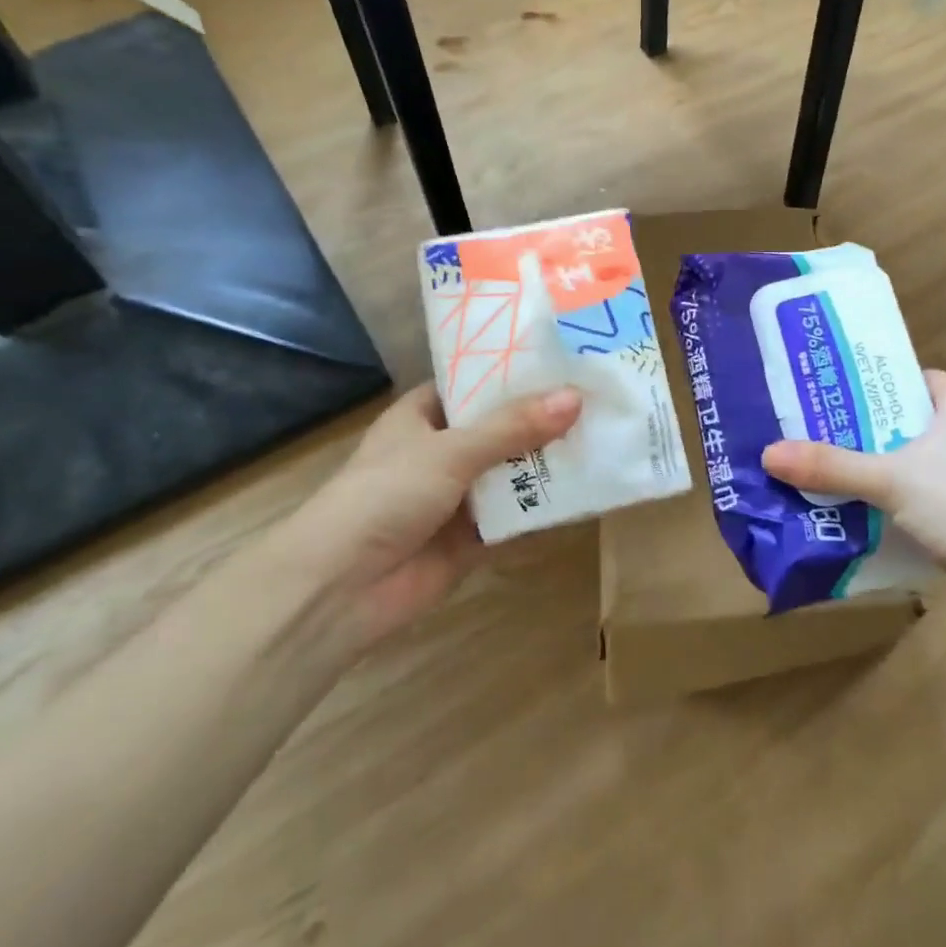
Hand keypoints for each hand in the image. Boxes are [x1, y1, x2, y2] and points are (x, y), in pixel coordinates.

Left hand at [270, 383, 581, 650]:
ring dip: (548, 460)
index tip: (565, 358)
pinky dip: (544, 505)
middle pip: (501, 427)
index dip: (515, 371)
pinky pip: (516, 514)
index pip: (475, 382)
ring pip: (512, 470)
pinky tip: (588, 489)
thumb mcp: (450, 451)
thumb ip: (513, 427)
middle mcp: (442, 450)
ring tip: (605, 434)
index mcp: (423, 415)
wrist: (341, 588)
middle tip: (599, 395)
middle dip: (543, 417)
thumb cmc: (386, 496)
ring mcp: (457, 495)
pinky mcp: (472, 537)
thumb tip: (575, 398)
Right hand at [762, 371, 945, 651]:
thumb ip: (831, 466)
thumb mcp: (892, 479)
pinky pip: (914, 505)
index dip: (872, 380)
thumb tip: (769, 454)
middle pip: (900, 425)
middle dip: (856, 432)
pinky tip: (847, 519)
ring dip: (867, 475)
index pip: (912, 377)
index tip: (828, 388)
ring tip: (814, 474)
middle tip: (805, 433)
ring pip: (905, 468)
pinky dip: (885, 510)